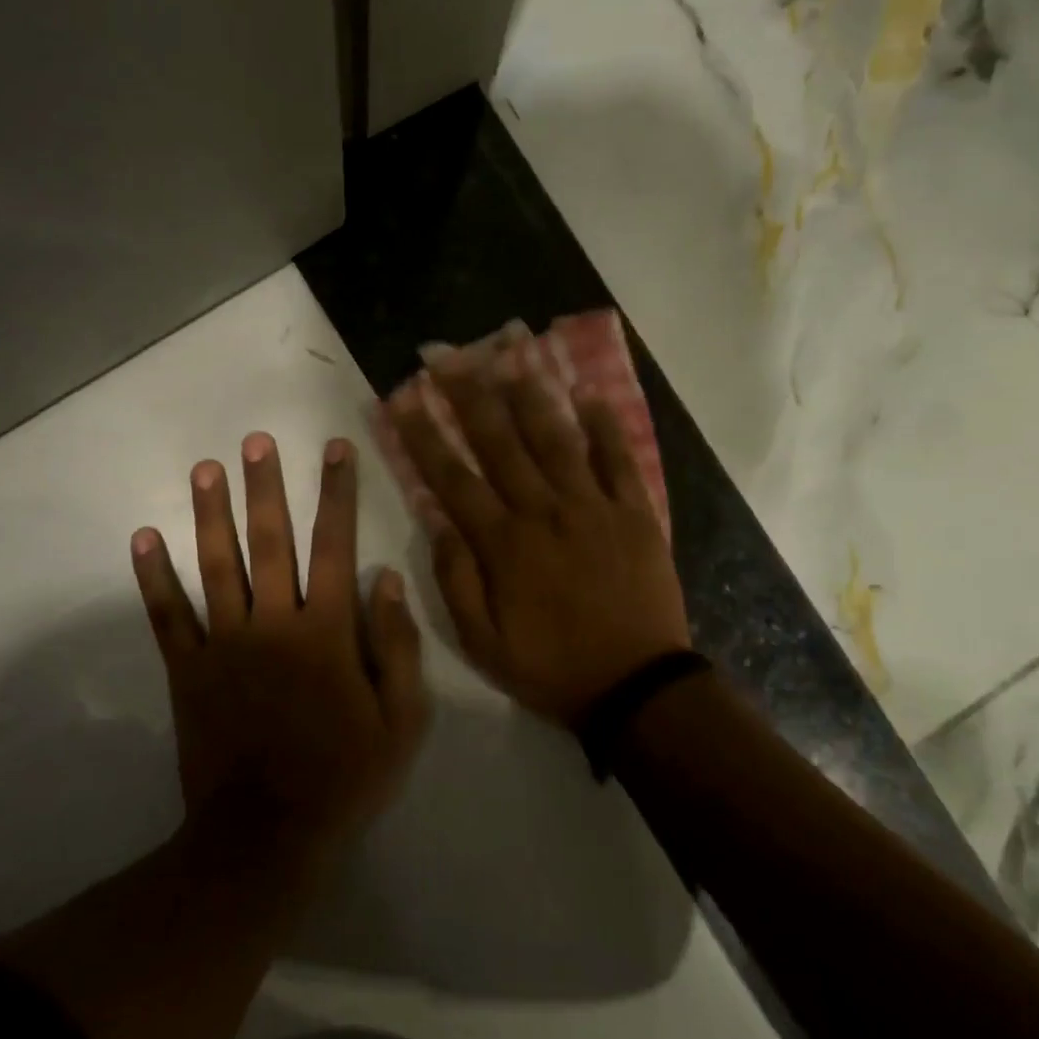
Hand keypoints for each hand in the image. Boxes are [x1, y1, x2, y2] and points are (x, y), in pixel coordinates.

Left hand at [130, 433, 427, 868]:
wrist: (268, 834)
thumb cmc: (344, 775)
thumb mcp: (400, 720)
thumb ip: (398, 647)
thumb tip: (389, 581)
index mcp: (326, 631)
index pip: (335, 546)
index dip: (337, 494)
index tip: (336, 449)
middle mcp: (273, 623)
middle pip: (270, 541)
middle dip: (266, 487)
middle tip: (257, 441)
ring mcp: (224, 644)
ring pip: (216, 565)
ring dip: (210, 513)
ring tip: (206, 468)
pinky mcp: (188, 670)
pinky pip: (167, 616)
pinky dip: (154, 577)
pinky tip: (142, 539)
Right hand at [386, 345, 689, 724]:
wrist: (635, 686)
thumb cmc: (551, 667)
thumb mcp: (482, 642)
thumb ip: (455, 579)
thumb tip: (436, 519)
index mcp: (503, 544)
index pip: (452, 477)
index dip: (423, 434)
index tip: (402, 397)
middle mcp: (544, 512)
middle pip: (500, 442)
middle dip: (468, 395)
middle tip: (447, 355)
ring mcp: (593, 507)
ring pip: (556, 438)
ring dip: (530, 394)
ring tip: (510, 351)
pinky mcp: (635, 513)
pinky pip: (619, 459)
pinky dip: (605, 424)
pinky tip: (588, 391)